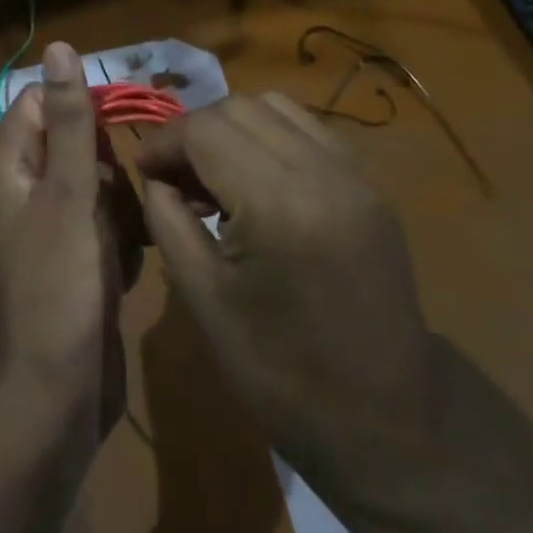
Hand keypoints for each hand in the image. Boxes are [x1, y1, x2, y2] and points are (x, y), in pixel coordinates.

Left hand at [0, 43, 134, 446]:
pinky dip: (122, 240)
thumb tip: (59, 46)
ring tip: (127, 240)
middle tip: (121, 200)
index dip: (81, 107)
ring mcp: (51, 227)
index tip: (118, 132)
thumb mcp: (70, 194)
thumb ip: (69, 120)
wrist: (58, 397)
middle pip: (77, 143)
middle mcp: (26, 189)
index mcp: (11, 165)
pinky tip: (126, 269)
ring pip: (99, 185)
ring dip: (122, 207)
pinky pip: (106, 225)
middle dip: (109, 165)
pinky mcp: (76, 259)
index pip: (41, 102)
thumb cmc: (60, 286)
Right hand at [137, 94, 532, 518]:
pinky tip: (258, 180)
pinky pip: (309, 129)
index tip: (143, 170)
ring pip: (276, 106)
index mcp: (278, 204)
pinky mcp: (370, 185)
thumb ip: (168, 220)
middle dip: (195, 130)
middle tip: (174, 176)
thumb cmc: (282, 375)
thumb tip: (154, 175)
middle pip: (239, 106)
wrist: (389, 426)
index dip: (163, 141)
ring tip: (215, 175)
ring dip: (233, 126)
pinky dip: (271, 136)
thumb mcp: (204, 299)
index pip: (204, 130)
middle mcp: (322, 171)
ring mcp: (355, 174)